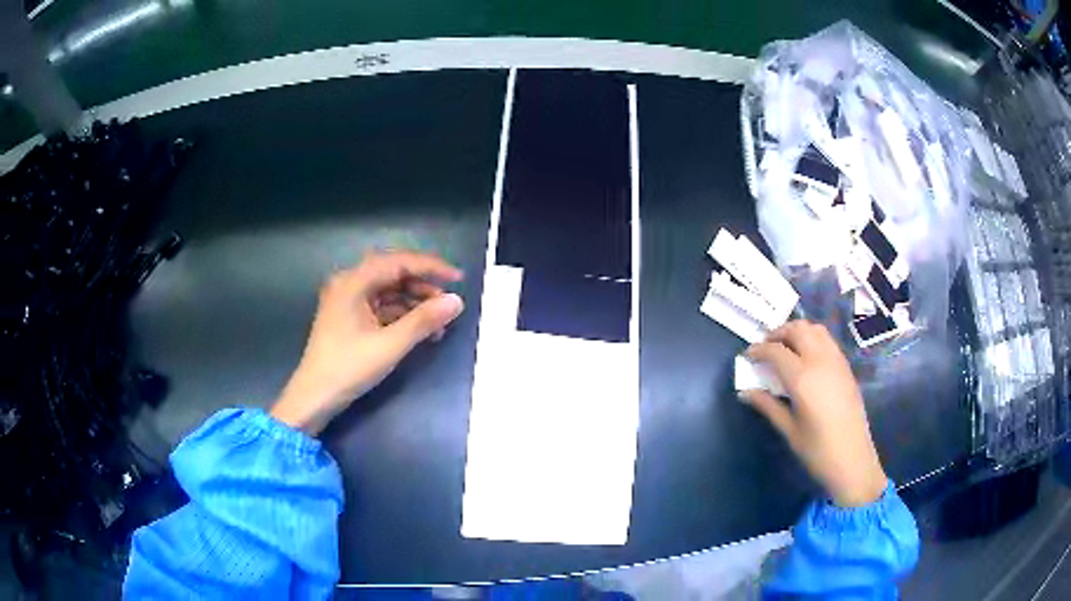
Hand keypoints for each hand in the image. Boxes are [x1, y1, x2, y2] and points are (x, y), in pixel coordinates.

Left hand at [271, 251, 464, 434]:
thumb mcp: (390, 345)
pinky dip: (401, 315)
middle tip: (449, 302)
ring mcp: (347, 301)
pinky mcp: (348, 318)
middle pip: (393, 274)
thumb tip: (457, 301)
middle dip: (423, 286)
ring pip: (388, 291)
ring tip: (439, 322)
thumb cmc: (348, 368)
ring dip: (414, 303)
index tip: (459, 279)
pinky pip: (380, 307)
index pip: (398, 262)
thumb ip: (424, 320)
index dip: (431, 267)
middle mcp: (348, 284)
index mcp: (353, 282)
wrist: (314, 398)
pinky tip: (420, 331)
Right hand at [742, 320, 887, 506]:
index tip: (747, 355)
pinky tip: (806, 357)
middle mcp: (820, 361)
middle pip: (797, 330)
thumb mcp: (788, 429)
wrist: (853, 459)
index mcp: (802, 378)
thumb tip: (745, 392)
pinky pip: (827, 340)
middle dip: (778, 333)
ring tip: (786, 347)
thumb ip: (767, 405)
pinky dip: (813, 338)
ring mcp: (836, 361)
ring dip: (797, 332)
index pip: (776, 351)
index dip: (758, 349)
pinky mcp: (846, 367)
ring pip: (815, 329)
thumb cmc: (817, 450)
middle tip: (766, 347)